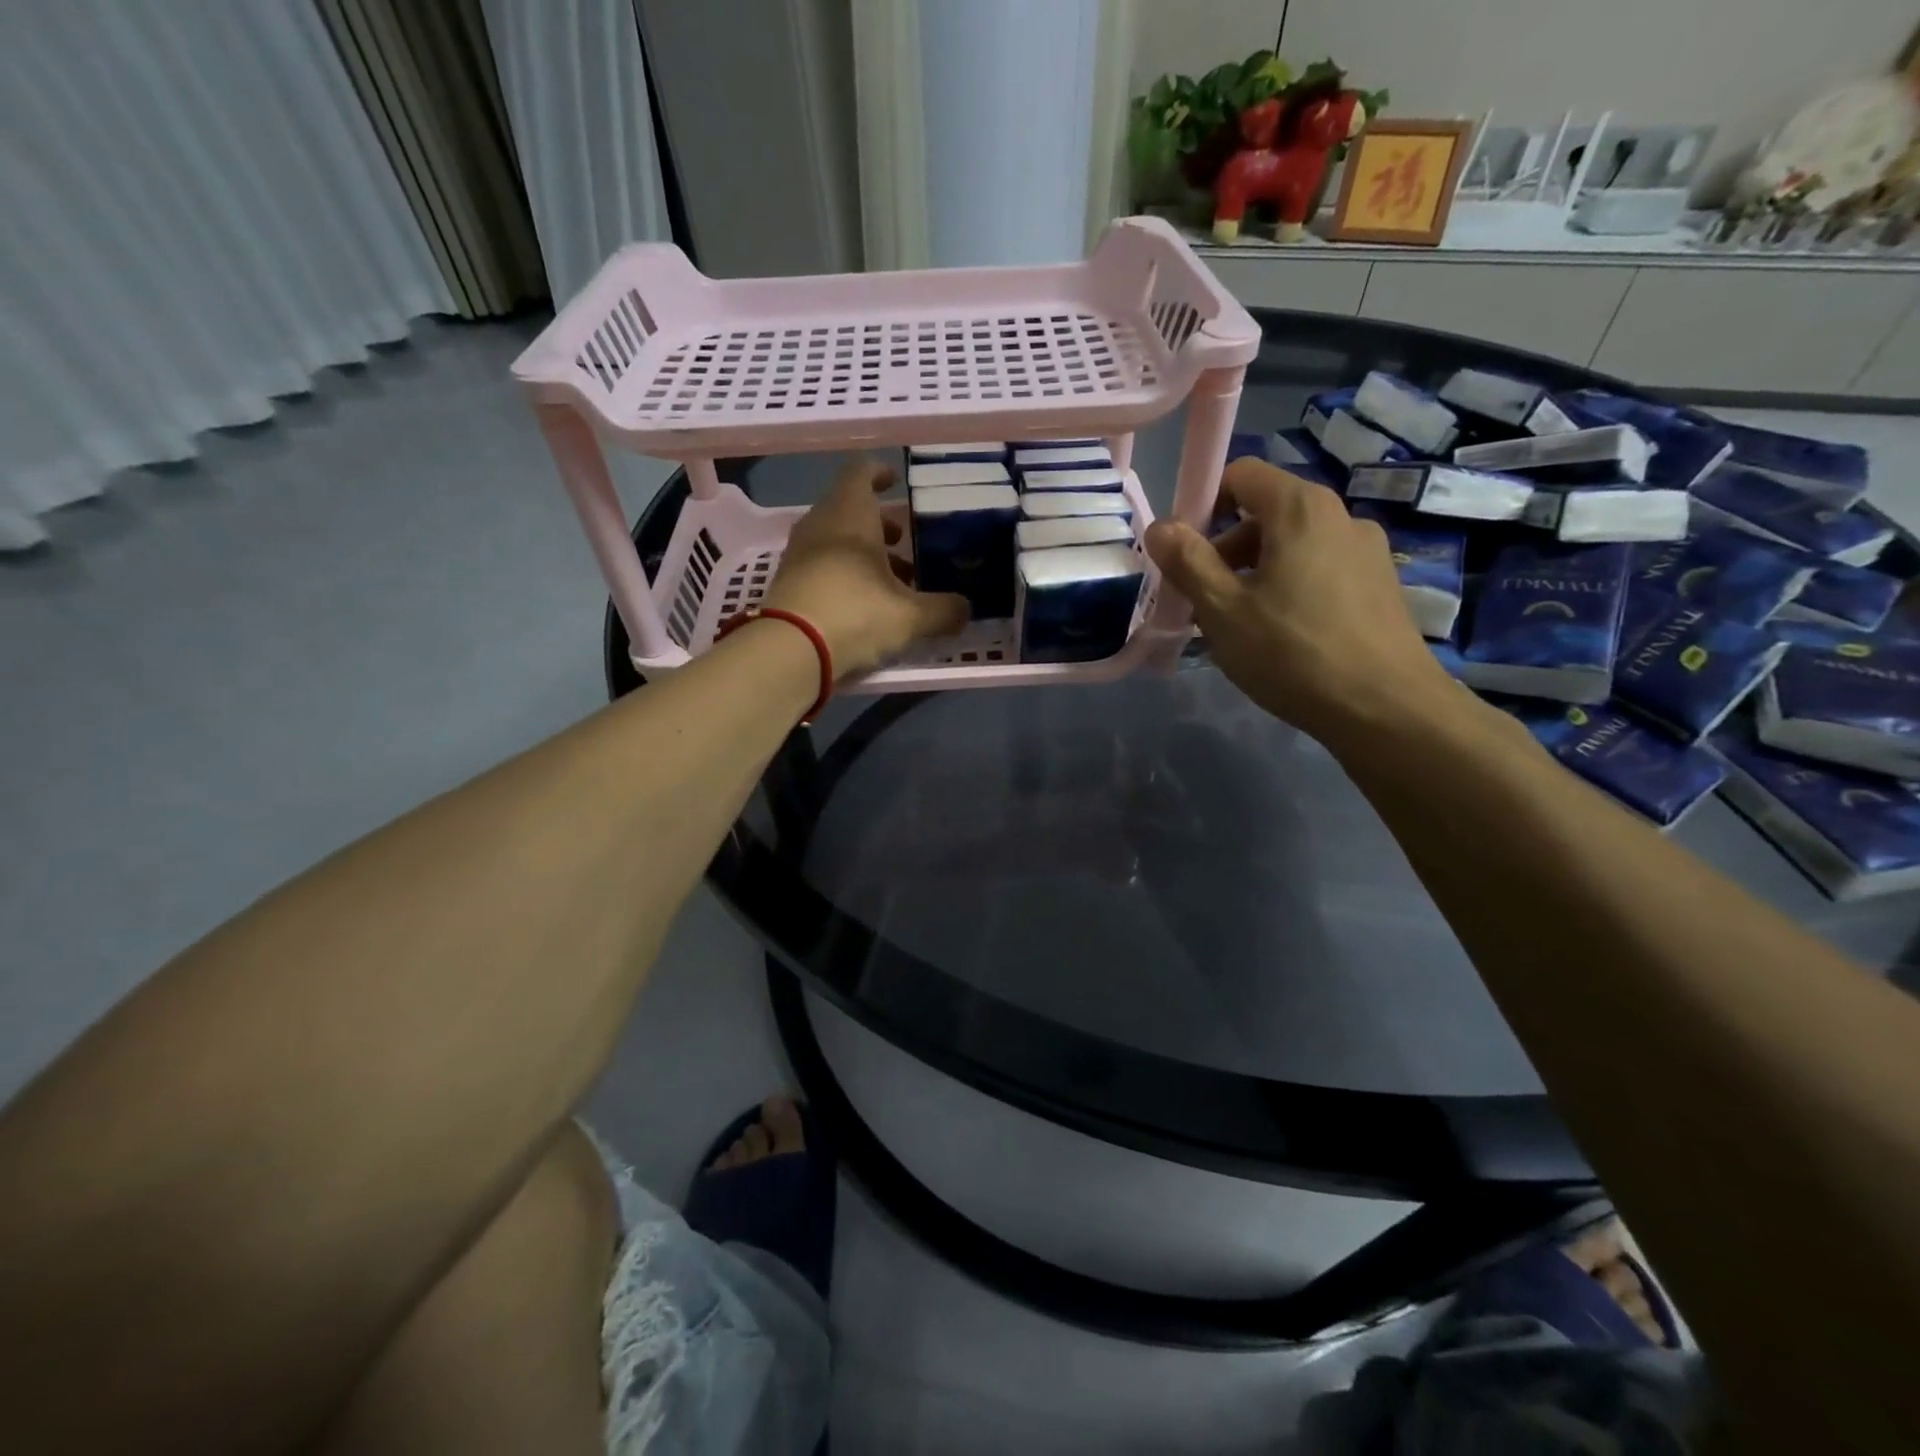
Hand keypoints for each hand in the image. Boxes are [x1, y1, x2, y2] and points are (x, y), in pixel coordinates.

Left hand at [761, 458, 967, 677]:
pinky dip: (845, 574)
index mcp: (850, 515)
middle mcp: (821, 525)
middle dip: (880, 524)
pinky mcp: (789, 583)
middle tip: (906, 541)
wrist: (789, 651)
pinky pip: (822, 566)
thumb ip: (944, 610)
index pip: (861, 473)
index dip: (879, 473)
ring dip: (864, 553)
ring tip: (895, 581)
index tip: (895, 482)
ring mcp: (799, 554)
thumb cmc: (855, 614)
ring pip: (836, 540)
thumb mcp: (911, 616)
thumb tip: (966, 610)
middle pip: (850, 510)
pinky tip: (866, 603)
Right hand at [1144, 459, 1458, 746]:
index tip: (1184, 556)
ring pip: (1291, 546)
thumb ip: (1187, 562)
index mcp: (1300, 509)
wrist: (1385, 709)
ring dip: (1254, 574)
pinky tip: (1283, 638)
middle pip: (1265, 513)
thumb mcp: (1222, 610)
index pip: (1240, 474)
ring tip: (1241, 628)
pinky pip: (1319, 570)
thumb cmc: (1292, 652)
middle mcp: (1339, 516)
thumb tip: (1159, 527)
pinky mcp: (1379, 584)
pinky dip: (1289, 589)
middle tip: (1205, 602)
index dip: (1202, 505)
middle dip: (1225, 550)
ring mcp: (1366, 550)